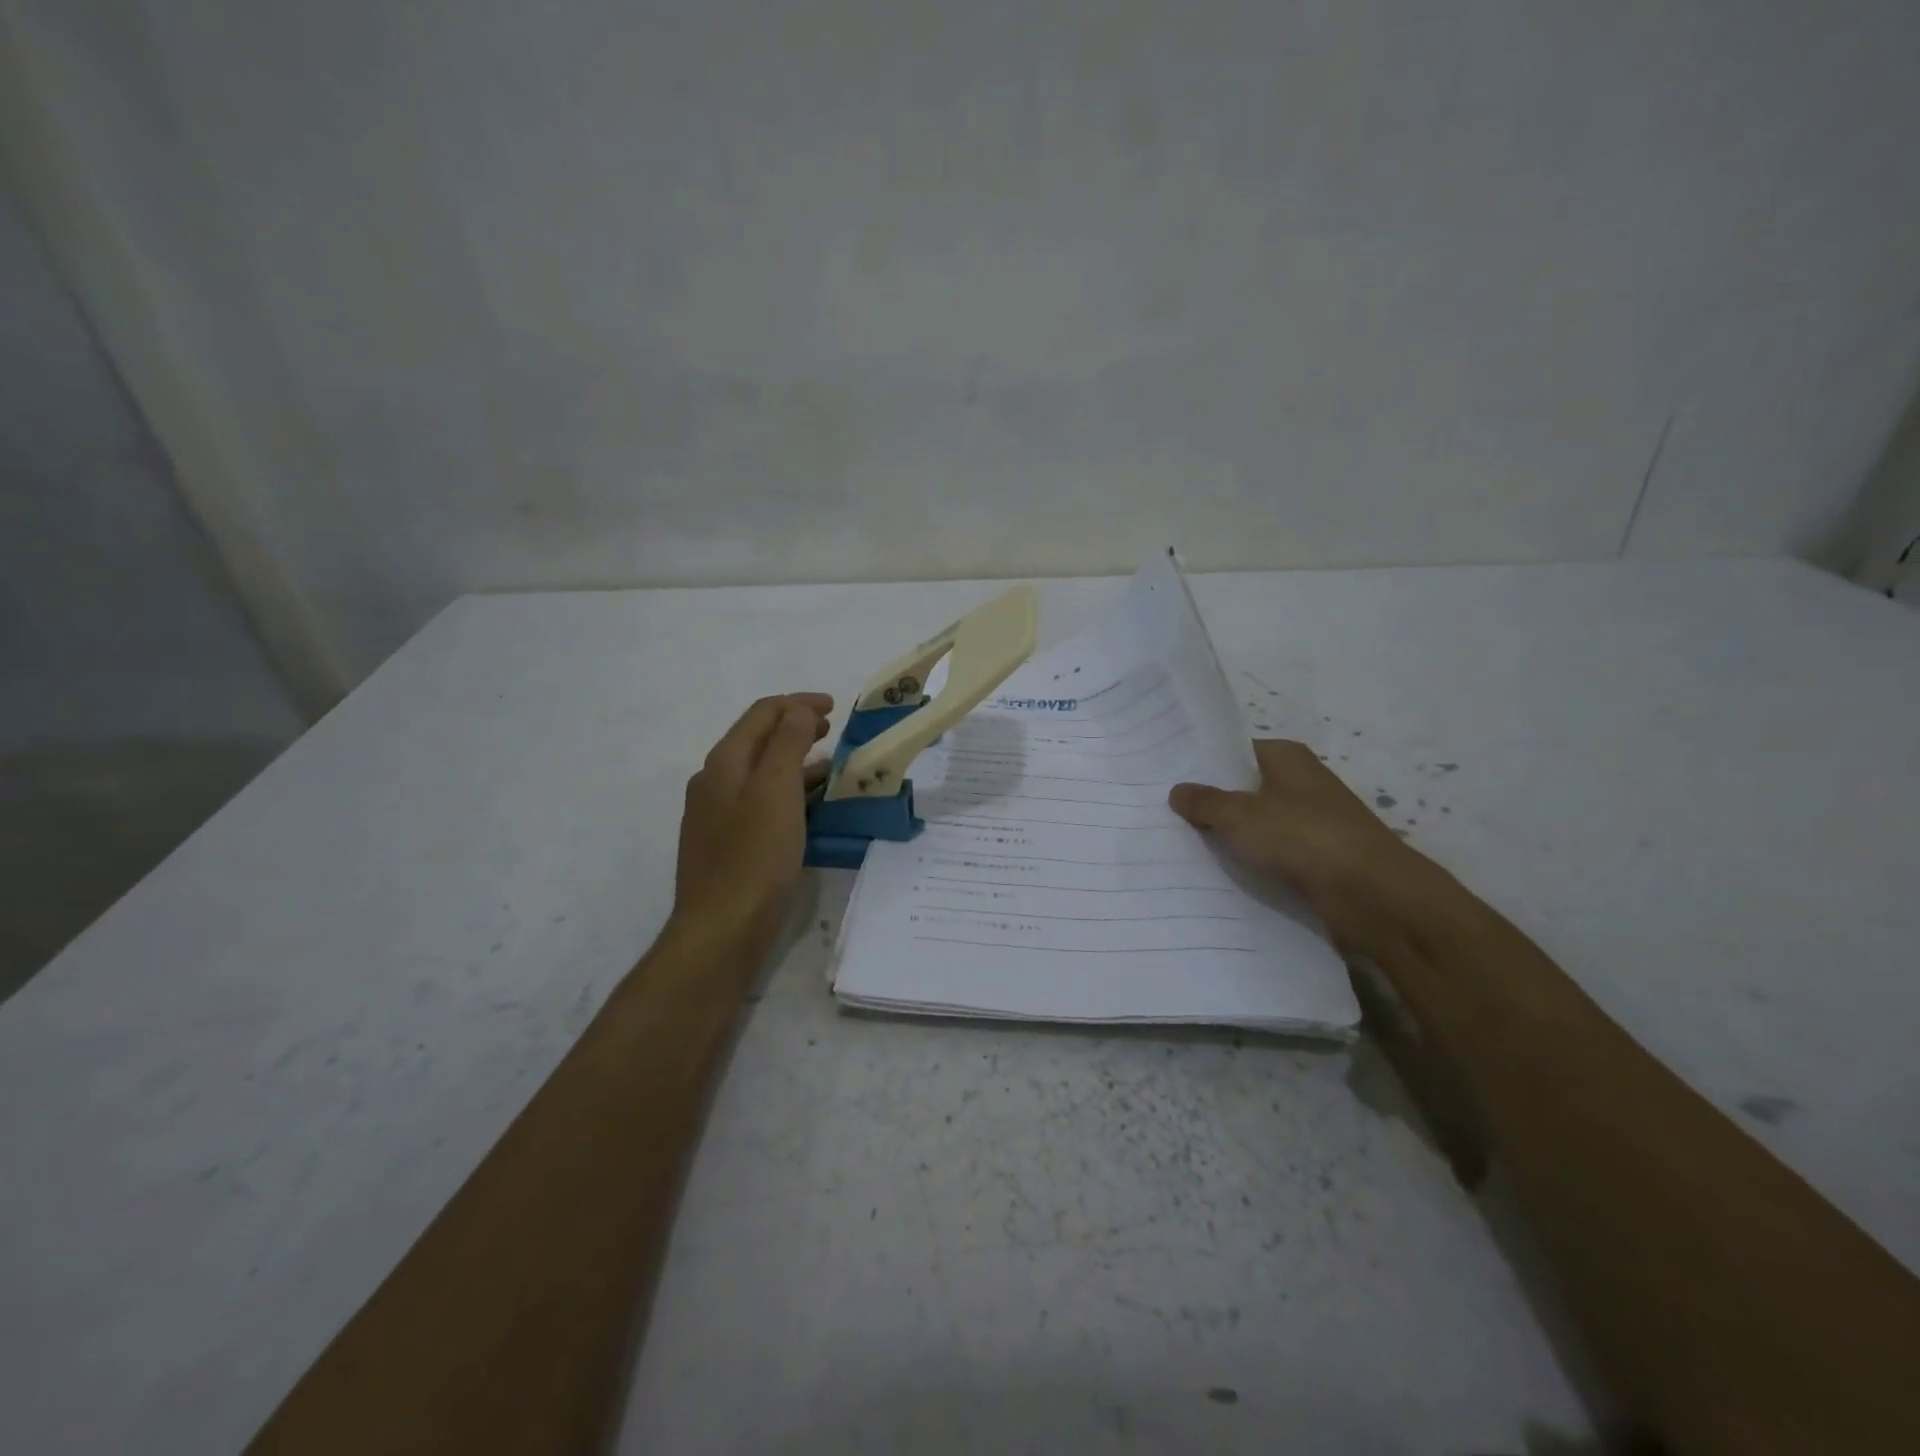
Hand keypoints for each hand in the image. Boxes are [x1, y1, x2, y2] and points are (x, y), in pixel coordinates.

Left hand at [670, 693, 832, 957]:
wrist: (721, 930)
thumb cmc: (754, 857)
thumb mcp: (776, 791)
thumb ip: (787, 743)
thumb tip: (797, 710)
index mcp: (724, 763)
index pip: (762, 714)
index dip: (798, 703)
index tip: (834, 707)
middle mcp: (714, 782)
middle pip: (758, 740)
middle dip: (796, 728)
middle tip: (832, 732)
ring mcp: (717, 814)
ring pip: (761, 772)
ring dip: (795, 761)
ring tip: (831, 768)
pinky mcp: (727, 843)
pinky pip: (761, 802)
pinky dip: (788, 792)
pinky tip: (810, 808)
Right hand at [1169, 739, 1437, 957]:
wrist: (1372, 895)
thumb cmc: (1304, 837)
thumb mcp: (1240, 815)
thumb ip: (1205, 802)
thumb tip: (1177, 791)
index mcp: (1286, 757)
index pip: (1233, 751)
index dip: (1201, 763)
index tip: (1163, 777)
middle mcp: (1300, 784)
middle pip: (1243, 788)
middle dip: (1208, 801)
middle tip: (1159, 812)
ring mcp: (1310, 823)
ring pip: (1255, 825)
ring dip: (1227, 836)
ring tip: (1176, 844)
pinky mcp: (1315, 859)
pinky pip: (1270, 855)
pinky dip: (1248, 862)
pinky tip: (1213, 873)